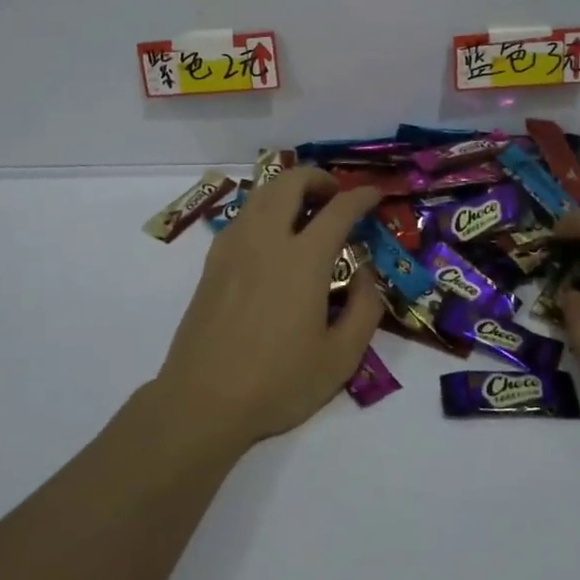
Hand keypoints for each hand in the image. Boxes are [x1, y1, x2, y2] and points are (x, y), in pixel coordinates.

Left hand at [152, 167, 384, 447]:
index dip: (362, 196)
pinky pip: (243, 215)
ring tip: (306, 212)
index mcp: (302, 259)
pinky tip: (273, 239)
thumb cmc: (277, 383)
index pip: (339, 209)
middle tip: (336, 197)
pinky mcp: (213, 261)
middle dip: (319, 178)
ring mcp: (234, 246)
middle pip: (291, 181)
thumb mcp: (341, 358)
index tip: (376, 194)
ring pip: (262, 192)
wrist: (203, 401)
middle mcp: (266, 240)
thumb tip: (366, 272)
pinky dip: (265, 209)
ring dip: (289, 189)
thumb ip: (364, 308)